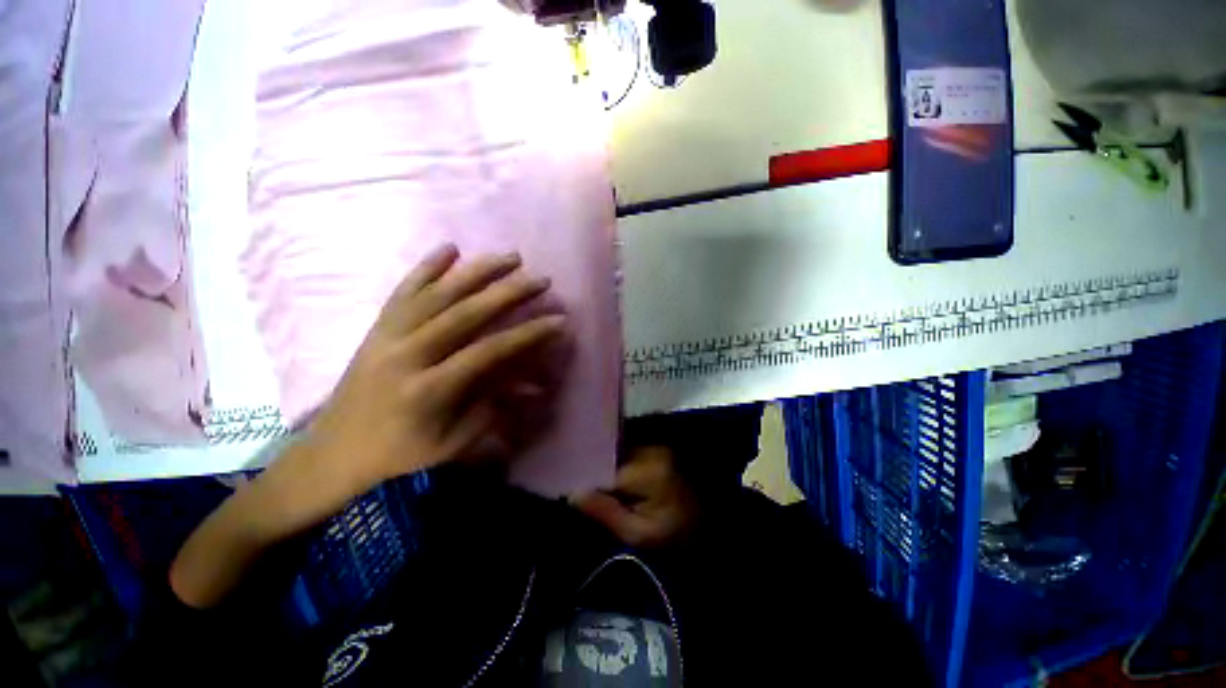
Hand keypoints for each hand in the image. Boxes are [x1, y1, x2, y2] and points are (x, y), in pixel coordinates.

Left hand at [307, 243, 567, 489]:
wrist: (332, 459)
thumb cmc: (398, 461)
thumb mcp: (452, 447)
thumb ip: (492, 408)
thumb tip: (529, 382)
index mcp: (430, 390)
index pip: (490, 352)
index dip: (529, 335)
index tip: (559, 321)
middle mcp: (408, 355)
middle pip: (466, 313)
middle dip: (509, 293)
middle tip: (541, 279)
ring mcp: (388, 337)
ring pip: (438, 294)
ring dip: (478, 271)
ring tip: (510, 257)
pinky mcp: (376, 331)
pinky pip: (403, 292)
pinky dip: (427, 268)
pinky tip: (449, 248)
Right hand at [572, 446, 699, 547]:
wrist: (711, 523)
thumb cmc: (674, 535)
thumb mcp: (638, 534)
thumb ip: (605, 512)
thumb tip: (573, 493)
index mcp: (647, 472)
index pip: (604, 471)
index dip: (587, 483)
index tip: (574, 495)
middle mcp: (651, 449)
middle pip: (610, 456)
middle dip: (596, 471)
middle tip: (582, 489)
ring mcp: (656, 445)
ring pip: (618, 451)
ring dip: (606, 465)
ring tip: (597, 483)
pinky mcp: (657, 446)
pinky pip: (629, 450)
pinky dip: (618, 462)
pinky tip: (613, 475)